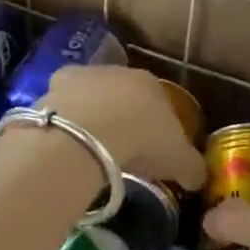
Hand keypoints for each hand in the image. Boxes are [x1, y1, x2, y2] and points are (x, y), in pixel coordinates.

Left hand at [40, 66, 206, 190]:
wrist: (89, 131)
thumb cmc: (143, 139)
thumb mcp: (179, 160)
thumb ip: (192, 167)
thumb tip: (198, 177)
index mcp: (150, 82)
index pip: (157, 101)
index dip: (156, 126)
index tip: (153, 150)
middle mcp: (115, 71)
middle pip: (120, 95)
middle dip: (120, 118)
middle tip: (120, 151)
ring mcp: (81, 76)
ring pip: (88, 98)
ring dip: (89, 118)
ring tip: (89, 151)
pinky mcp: (51, 88)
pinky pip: (61, 109)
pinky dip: (63, 124)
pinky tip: (64, 146)